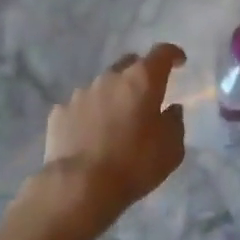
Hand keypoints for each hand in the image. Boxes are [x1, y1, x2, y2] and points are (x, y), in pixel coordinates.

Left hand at [21, 45, 187, 238]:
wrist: (80, 185)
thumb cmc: (134, 164)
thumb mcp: (171, 149)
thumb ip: (175, 122)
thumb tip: (171, 109)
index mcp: (141, 80)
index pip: (161, 53)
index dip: (172, 54)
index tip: (179, 62)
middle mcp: (110, 78)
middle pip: (129, 65)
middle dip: (140, 75)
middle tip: (146, 96)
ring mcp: (81, 93)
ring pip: (103, 86)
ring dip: (113, 97)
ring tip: (116, 122)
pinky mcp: (60, 112)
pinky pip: (81, 107)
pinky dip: (90, 115)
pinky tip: (90, 135)